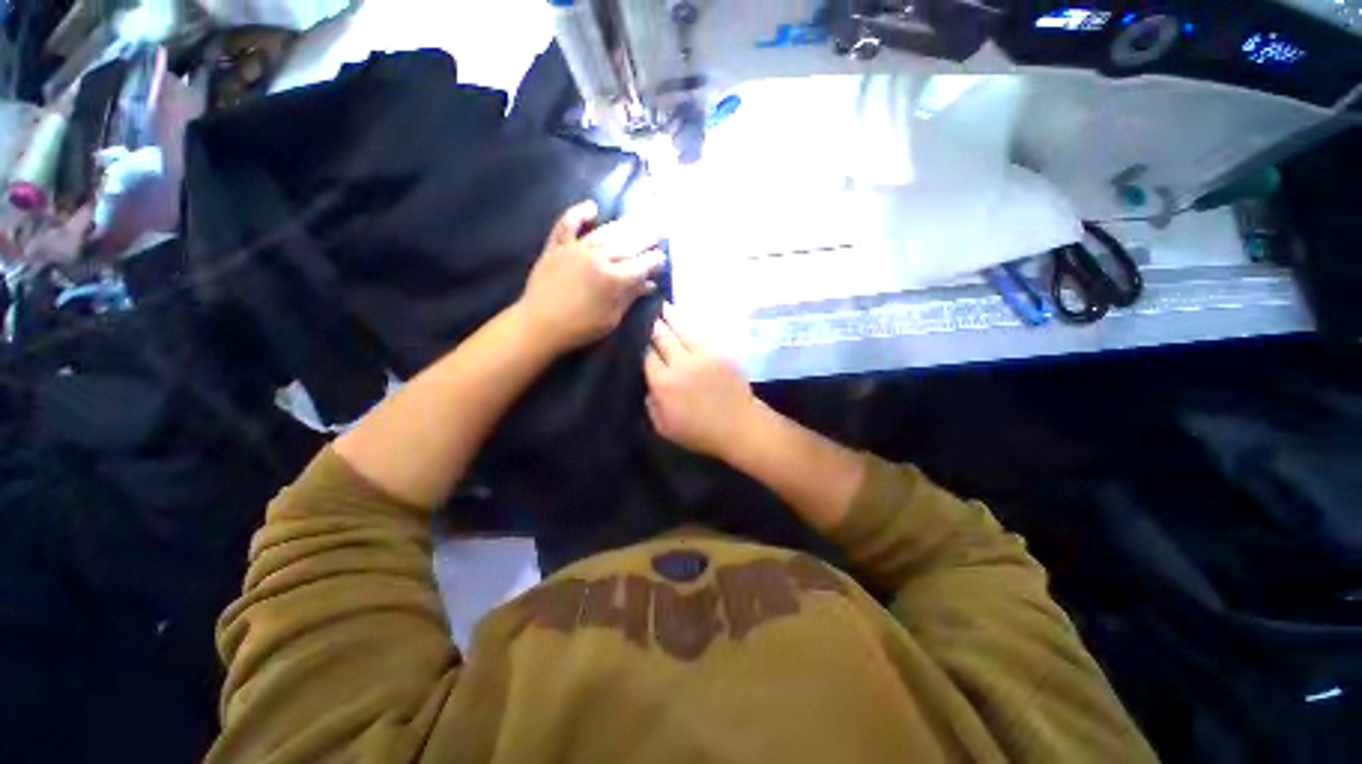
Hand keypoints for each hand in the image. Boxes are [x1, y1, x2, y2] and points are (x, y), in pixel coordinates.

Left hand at [518, 200, 664, 353]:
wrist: (538, 325)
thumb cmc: (580, 328)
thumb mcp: (612, 318)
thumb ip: (630, 297)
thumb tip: (649, 284)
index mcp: (613, 279)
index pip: (641, 265)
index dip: (654, 260)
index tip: (662, 257)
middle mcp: (597, 258)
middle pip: (627, 244)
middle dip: (645, 238)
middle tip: (658, 231)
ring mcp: (575, 249)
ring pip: (604, 232)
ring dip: (624, 225)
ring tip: (638, 220)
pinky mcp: (556, 246)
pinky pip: (567, 224)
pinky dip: (579, 214)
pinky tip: (592, 208)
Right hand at [644, 304, 760, 460]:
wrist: (739, 426)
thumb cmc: (699, 431)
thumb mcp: (664, 427)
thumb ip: (650, 404)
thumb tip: (648, 383)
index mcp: (663, 383)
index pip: (646, 356)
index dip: (641, 344)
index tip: (637, 336)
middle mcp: (680, 364)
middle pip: (662, 337)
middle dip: (653, 325)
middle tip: (647, 314)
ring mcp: (702, 355)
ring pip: (681, 330)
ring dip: (670, 316)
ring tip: (662, 305)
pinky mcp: (719, 352)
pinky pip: (701, 333)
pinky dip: (690, 324)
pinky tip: (684, 318)